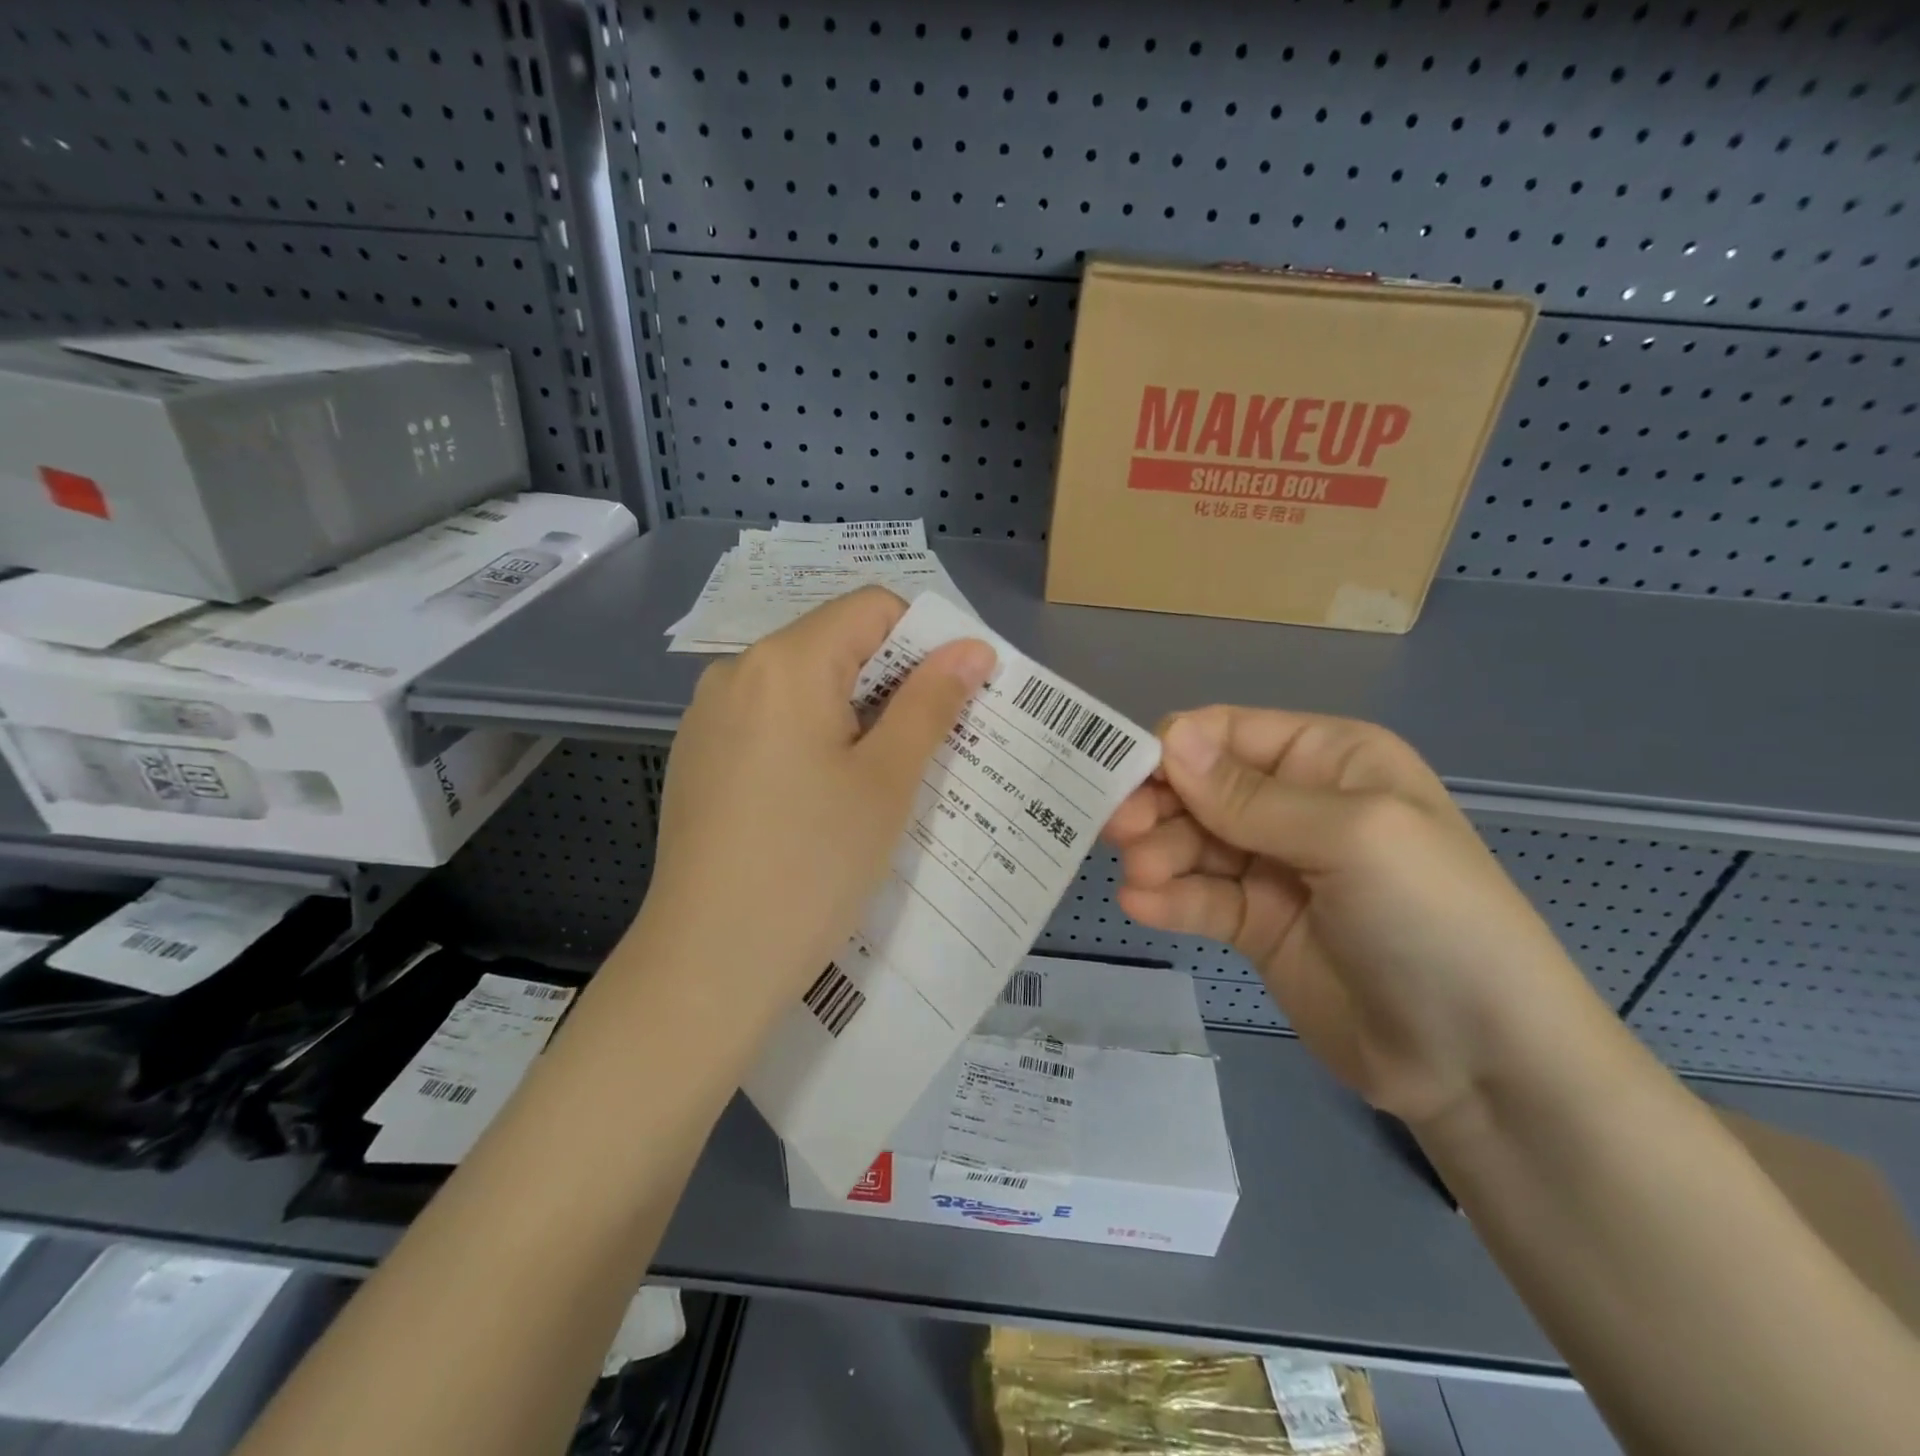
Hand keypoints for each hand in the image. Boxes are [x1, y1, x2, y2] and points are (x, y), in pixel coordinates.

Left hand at [635, 588, 994, 1029]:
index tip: (956, 695)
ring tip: (883, 779)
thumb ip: (930, 702)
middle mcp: (737, 672)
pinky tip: (823, 799)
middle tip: (934, 743)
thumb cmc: (812, 865)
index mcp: (785, 662)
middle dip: (893, 680)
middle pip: (835, 644)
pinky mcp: (698, 758)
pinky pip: (770, 723)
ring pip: (803, 686)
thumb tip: (972, 648)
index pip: (872, 608)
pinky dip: (811, 738)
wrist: (708, 963)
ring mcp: (709, 717)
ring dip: (855, 713)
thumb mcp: (887, 781)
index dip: (925, 640)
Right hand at [1105, 708, 1600, 1127]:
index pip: (1228, 734)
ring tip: (1140, 879)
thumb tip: (1171, 737)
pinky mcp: (1257, 924)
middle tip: (1120, 834)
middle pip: (1200, 789)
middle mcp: (1296, 804)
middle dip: (1158, 807)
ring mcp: (1274, 867)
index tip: (1125, 778)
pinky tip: (1142, 906)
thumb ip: (1251, 794)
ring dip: (1158, 855)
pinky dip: (1168, 899)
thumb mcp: (1352, 837)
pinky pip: (1200, 898)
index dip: (1174, 750)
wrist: (1481, 1063)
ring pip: (1192, 843)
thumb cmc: (1433, 919)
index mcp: (1328, 759)